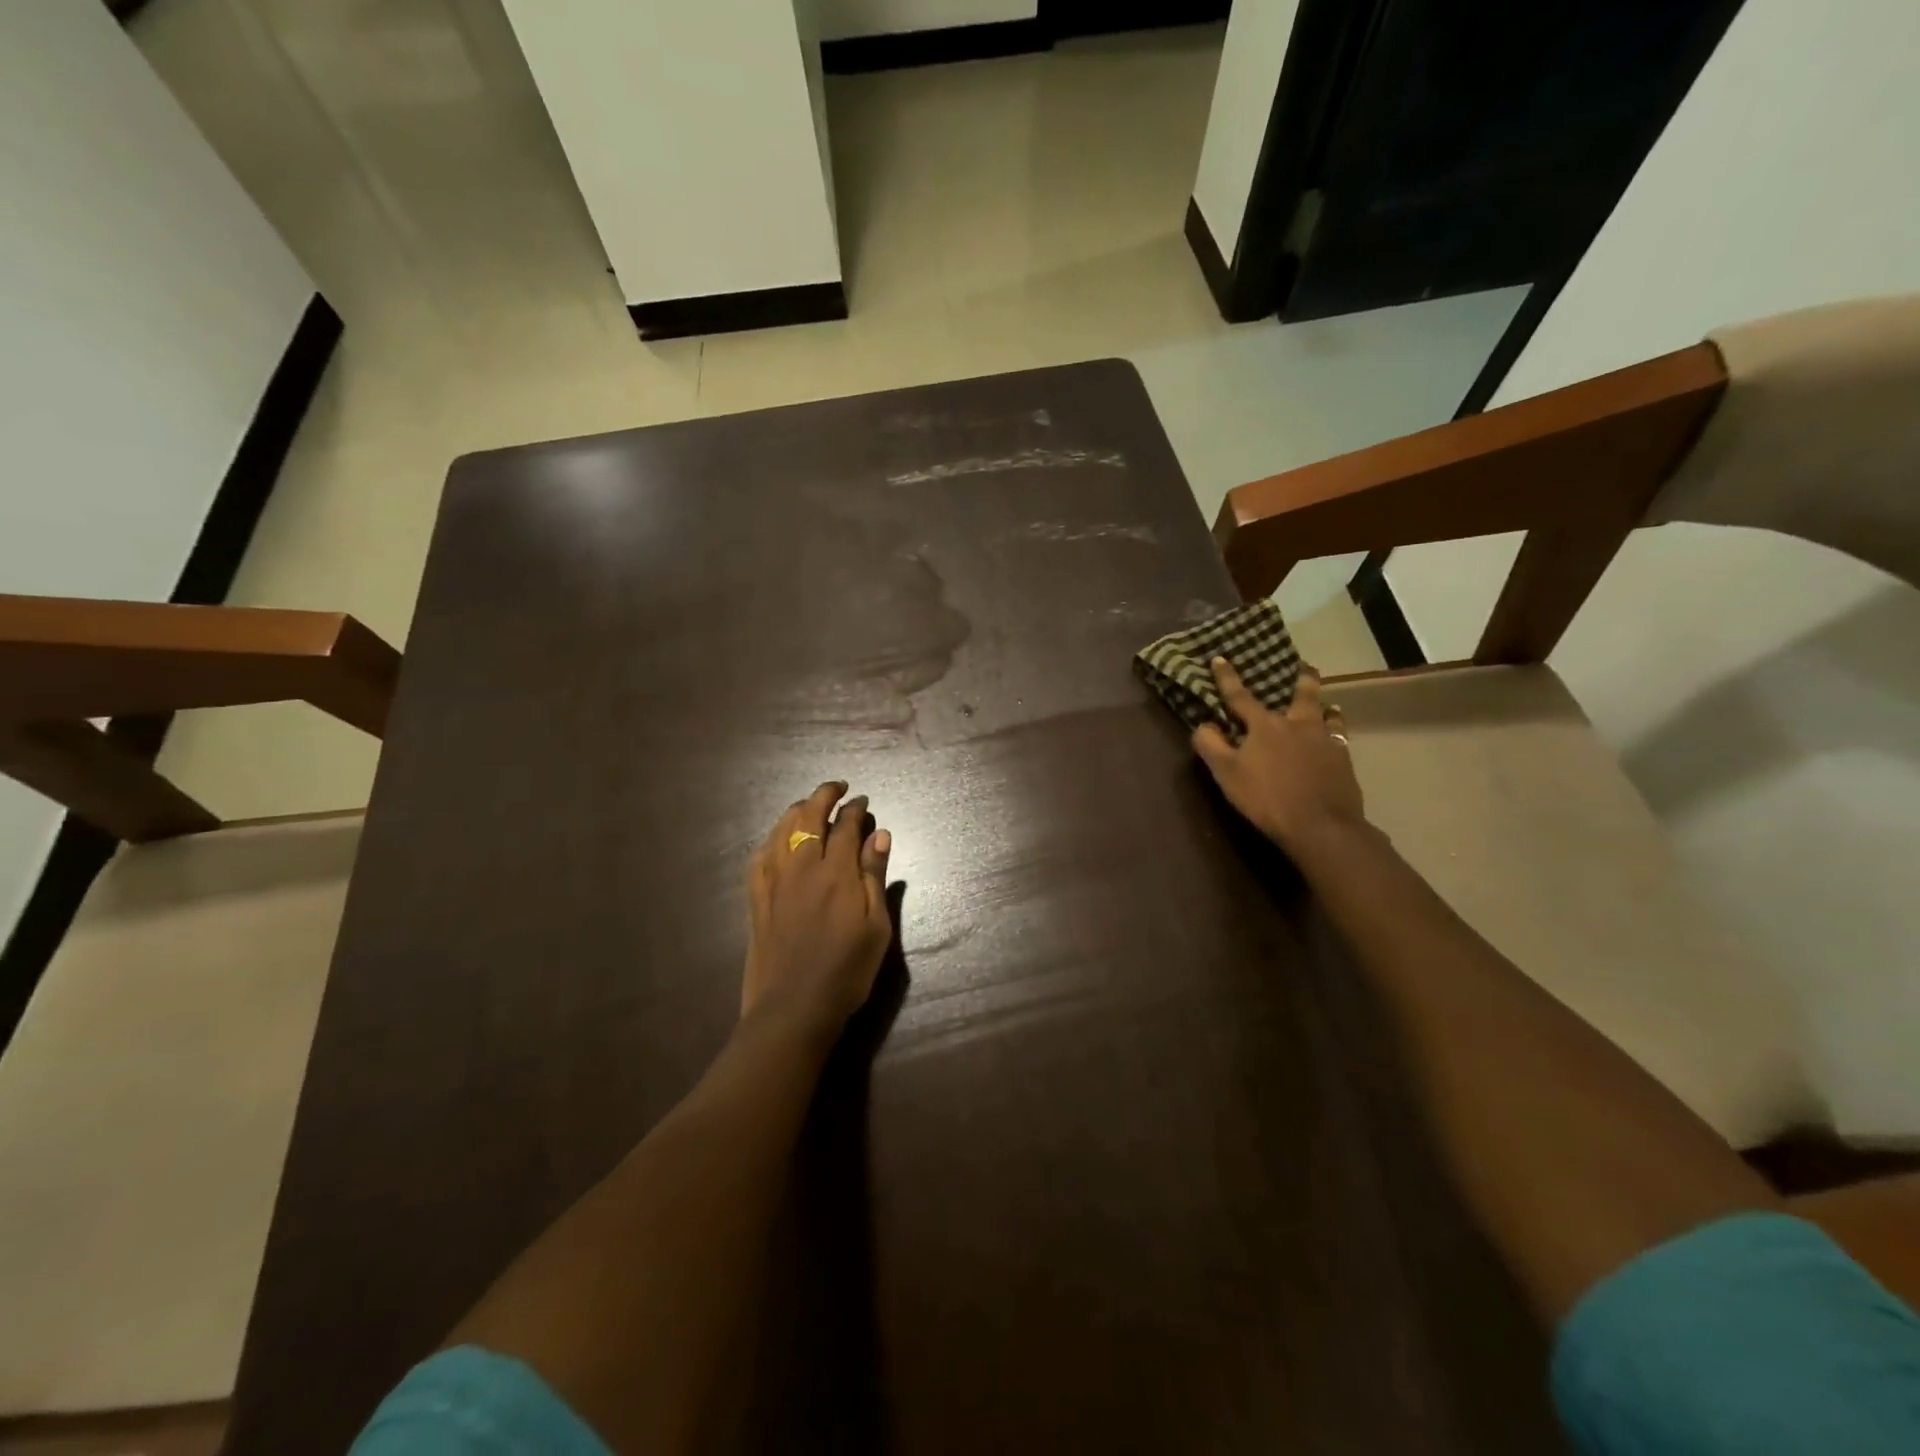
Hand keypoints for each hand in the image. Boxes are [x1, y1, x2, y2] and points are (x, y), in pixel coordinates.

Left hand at [742, 782, 893, 1037]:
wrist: (793, 1008)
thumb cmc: (846, 971)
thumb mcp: (876, 927)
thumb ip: (875, 877)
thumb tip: (879, 834)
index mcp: (836, 873)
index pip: (845, 825)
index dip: (855, 808)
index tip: (863, 801)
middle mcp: (802, 867)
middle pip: (809, 815)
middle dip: (824, 795)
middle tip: (838, 789)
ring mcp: (774, 880)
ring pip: (781, 829)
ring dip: (798, 810)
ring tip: (811, 807)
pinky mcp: (756, 897)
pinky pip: (760, 855)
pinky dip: (772, 838)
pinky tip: (779, 841)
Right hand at [1191, 656, 1364, 852]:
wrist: (1320, 825)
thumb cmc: (1266, 798)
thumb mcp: (1226, 773)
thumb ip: (1210, 745)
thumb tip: (1203, 724)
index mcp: (1264, 726)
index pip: (1240, 696)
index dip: (1227, 677)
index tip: (1220, 658)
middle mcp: (1296, 724)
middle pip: (1301, 695)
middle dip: (1300, 678)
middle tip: (1304, 666)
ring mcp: (1324, 740)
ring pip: (1326, 713)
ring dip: (1324, 705)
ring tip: (1328, 703)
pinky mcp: (1342, 759)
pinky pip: (1340, 736)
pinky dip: (1336, 730)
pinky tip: (1336, 736)